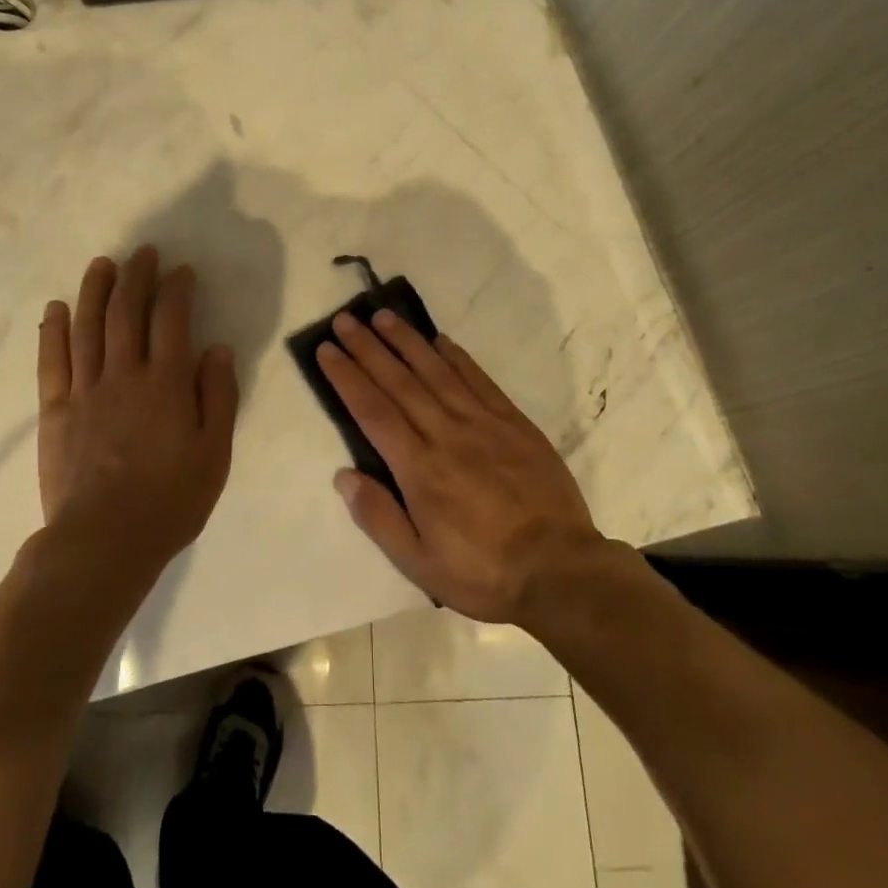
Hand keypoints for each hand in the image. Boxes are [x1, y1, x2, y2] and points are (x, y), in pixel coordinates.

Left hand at [37, 247, 238, 575]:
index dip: (177, 289)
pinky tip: (56, 308)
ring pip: (88, 326)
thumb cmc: (170, 501)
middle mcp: (124, 374)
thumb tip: (217, 348)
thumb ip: (219, 397)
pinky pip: (52, 361)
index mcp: (166, 383)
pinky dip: (53, 330)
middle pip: (127, 312)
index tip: (181, 270)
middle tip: (142, 252)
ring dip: (95, 290)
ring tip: (101, 264)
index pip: (171, 320)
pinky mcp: (55, 410)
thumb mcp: (214, 454)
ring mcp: (85, 390)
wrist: (103, 542)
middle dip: (136, 276)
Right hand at [318, 310, 603, 624]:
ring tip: (384, 316)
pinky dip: (457, 357)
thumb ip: (379, 517)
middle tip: (345, 320)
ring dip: (407, 341)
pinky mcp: (513, 423)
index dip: (347, 377)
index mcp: (419, 469)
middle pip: (399, 382)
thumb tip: (343, 475)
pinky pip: (479, 380)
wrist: (560, 569)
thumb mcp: (420, 564)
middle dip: (368, 348)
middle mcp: (446, 434)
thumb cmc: (483, 572)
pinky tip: (441, 340)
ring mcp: (483, 424)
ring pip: (437, 372)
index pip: (373, 411)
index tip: (327, 350)